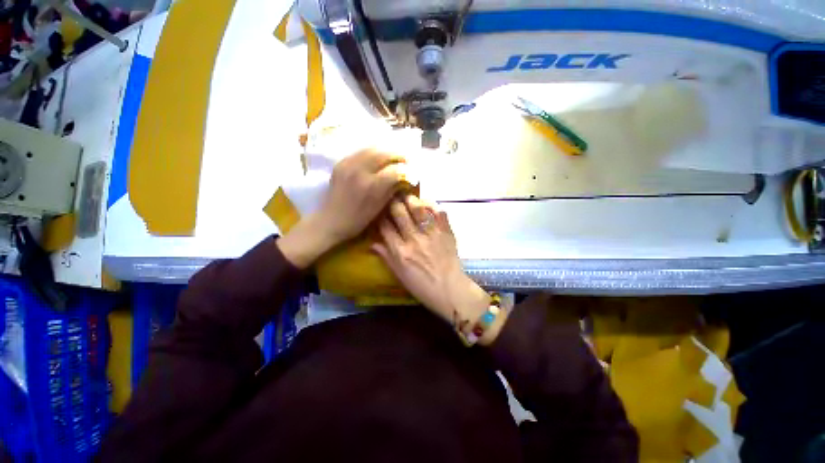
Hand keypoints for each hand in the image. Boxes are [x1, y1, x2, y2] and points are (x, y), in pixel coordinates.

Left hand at [279, 149, 405, 267]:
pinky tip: (378, 158)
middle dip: (398, 155)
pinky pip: (360, 151)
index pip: (395, 170)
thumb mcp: (379, 208)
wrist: (331, 220)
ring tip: (393, 157)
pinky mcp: (341, 162)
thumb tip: (403, 178)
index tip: (412, 171)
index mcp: (371, 186)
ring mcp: (348, 164)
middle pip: (384, 154)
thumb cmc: (358, 220)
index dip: (406, 170)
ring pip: (372, 148)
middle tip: (405, 160)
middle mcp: (360, 171)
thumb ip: (392, 189)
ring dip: (386, 151)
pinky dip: (373, 152)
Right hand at [373, 194, 500, 341]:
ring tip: (406, 195)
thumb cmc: (422, 286)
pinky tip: (426, 202)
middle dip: (392, 202)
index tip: (378, 211)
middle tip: (390, 197)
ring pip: (418, 209)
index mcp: (401, 251)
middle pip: (399, 213)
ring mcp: (432, 234)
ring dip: (410, 199)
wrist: (450, 289)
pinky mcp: (446, 232)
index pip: (385, 227)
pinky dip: (432, 205)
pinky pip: (439, 212)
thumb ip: (386, 257)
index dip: (379, 216)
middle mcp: (414, 239)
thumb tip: (372, 243)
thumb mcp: (400, 275)